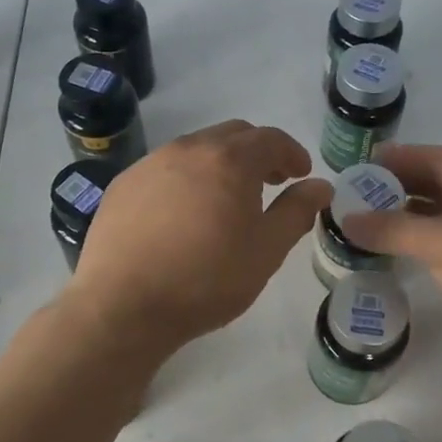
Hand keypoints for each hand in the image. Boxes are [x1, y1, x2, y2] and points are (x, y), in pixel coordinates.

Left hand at [66, 121, 332, 353]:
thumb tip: (320, 186)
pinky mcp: (122, 186)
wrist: (124, 305)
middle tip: (270, 182)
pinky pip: (164, 170)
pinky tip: (183, 215)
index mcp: (229, 160)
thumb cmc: (207, 279)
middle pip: (232, 135)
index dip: (291, 153)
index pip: (270, 138)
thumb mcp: (266, 250)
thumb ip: (297, 211)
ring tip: (226, 200)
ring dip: (220, 164)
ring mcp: (149, 164)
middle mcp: (187, 149)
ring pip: (195, 150)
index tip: (300, 173)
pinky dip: (185, 179)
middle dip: (257, 153)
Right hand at [338, 144, 441, 381]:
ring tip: (375, 231)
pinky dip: (428, 252)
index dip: (405, 157)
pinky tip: (409, 264)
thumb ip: (394, 230)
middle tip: (362, 200)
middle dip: (404, 189)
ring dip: (413, 222)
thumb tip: (345, 218)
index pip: (441, 159)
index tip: (367, 165)